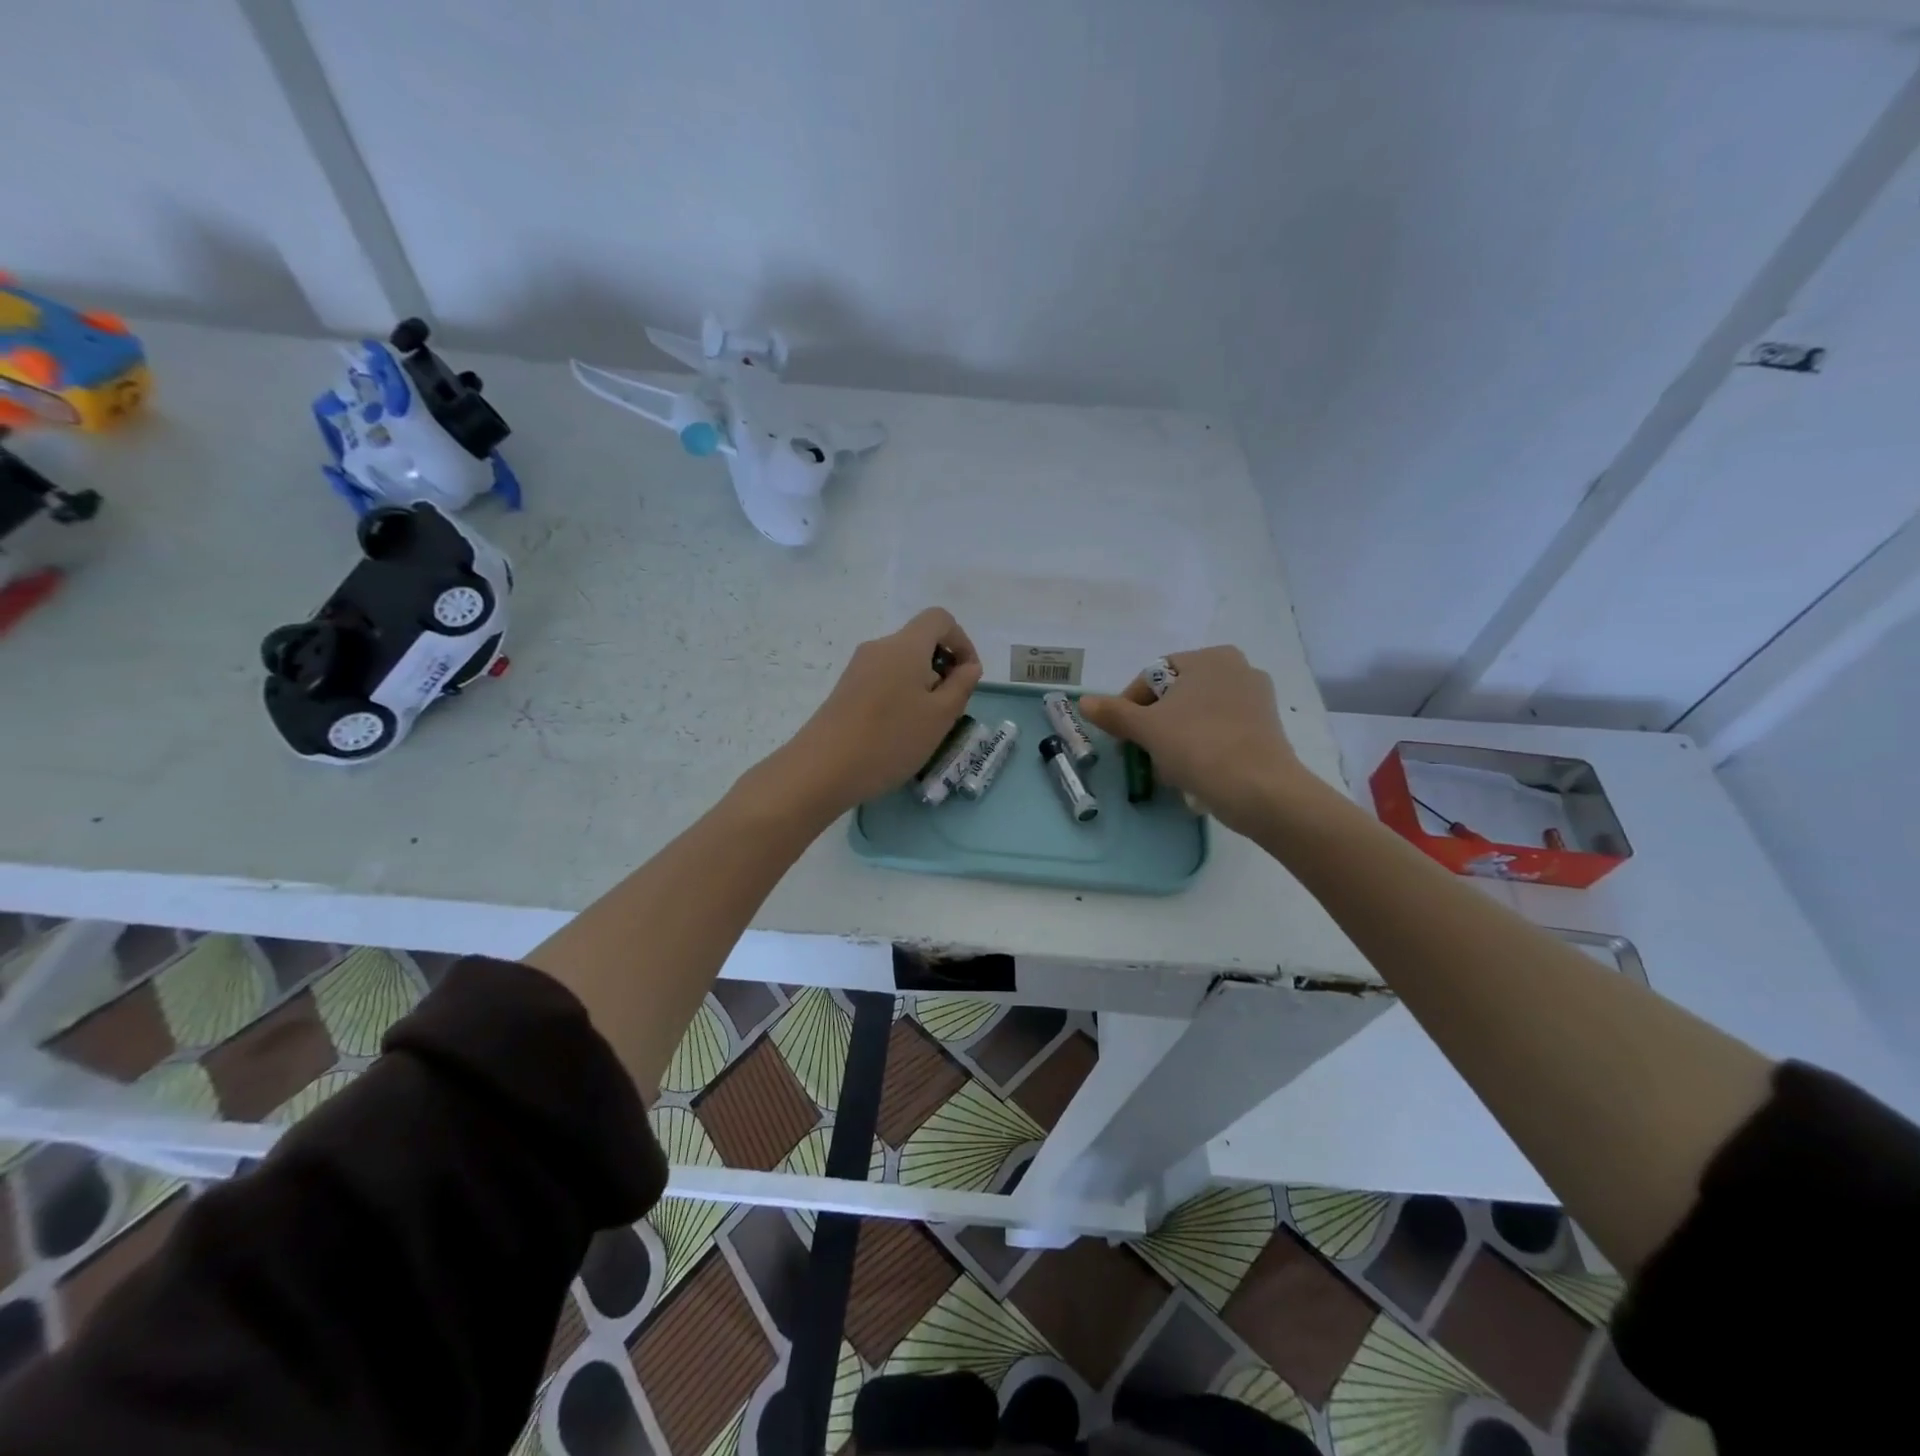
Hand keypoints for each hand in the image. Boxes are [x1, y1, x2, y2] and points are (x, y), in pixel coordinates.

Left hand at [766, 608, 982, 818]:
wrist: (823, 768)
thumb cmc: (891, 739)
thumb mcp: (940, 716)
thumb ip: (961, 686)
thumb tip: (968, 666)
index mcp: (905, 645)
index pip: (939, 619)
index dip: (962, 641)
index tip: (968, 676)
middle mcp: (879, 647)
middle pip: (919, 642)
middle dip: (942, 668)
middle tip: (949, 709)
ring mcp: (858, 668)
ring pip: (901, 665)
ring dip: (922, 686)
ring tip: (925, 726)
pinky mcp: (845, 689)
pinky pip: (883, 680)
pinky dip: (900, 695)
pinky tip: (898, 732)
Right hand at [1080, 646, 1310, 835]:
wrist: (1259, 790)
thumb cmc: (1198, 746)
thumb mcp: (1147, 729)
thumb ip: (1114, 713)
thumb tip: (1083, 702)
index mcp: (1209, 657)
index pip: (1153, 676)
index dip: (1130, 705)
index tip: (1122, 736)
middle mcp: (1238, 668)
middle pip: (1177, 695)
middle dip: (1156, 723)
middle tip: (1142, 752)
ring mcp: (1257, 698)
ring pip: (1198, 714)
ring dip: (1177, 736)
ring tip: (1167, 767)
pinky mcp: (1267, 728)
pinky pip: (1222, 730)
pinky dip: (1203, 745)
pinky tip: (1195, 771)